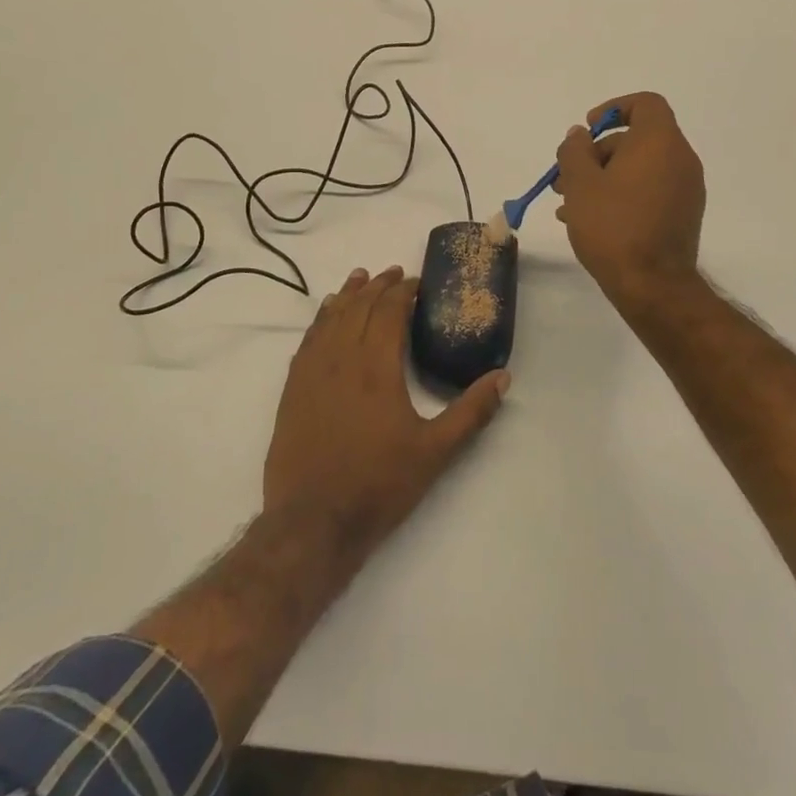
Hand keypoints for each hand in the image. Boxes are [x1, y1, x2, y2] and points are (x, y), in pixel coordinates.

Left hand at [264, 267, 507, 555]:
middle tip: (394, 274)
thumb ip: (471, 412)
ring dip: (347, 294)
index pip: (389, 311)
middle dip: (378, 286)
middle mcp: (342, 358)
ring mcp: (312, 372)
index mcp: (377, 367)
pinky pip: (308, 340)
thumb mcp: (436, 452)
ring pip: (331, 318)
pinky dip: (320, 319)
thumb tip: (503, 377)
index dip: (403, 291)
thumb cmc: (378, 485)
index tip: (417, 282)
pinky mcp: (292, 389)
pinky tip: (326, 315)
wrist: (313, 522)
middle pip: (359, 307)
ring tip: (359, 278)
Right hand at [554, 92, 706, 308]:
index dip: (613, 108)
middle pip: (635, 140)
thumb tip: (580, 135)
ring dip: (603, 178)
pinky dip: (621, 195)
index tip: (587, 129)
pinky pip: (648, 191)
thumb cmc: (613, 226)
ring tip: (568, 205)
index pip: (645, 104)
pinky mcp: (683, 215)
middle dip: (596, 154)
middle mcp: (680, 159)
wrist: (653, 286)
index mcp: (660, 142)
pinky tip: (589, 221)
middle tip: (564, 179)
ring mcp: (686, 189)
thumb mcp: (580, 183)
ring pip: (638, 169)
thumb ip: (575, 150)